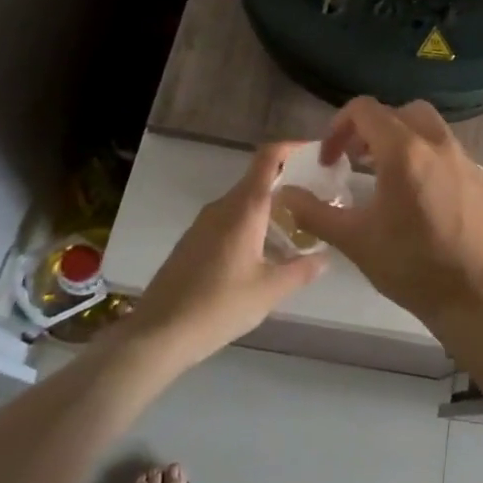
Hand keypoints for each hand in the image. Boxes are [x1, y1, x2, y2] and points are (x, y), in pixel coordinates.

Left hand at [131, 143, 327, 367]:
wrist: (157, 334)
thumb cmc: (218, 306)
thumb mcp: (269, 291)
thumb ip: (302, 270)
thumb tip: (325, 257)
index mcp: (244, 208)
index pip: (268, 157)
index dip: (292, 147)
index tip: (316, 154)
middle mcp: (222, 206)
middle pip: (258, 180)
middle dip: (288, 185)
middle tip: (316, 202)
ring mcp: (203, 223)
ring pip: (243, 203)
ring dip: (269, 209)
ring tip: (295, 231)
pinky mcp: (192, 241)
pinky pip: (228, 220)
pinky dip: (250, 225)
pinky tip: (262, 254)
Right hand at [277, 98, 482, 331]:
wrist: (475, 294)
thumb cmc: (411, 266)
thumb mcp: (355, 240)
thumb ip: (315, 212)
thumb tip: (285, 193)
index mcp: (404, 151)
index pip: (365, 110)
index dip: (338, 127)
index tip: (329, 160)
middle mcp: (436, 142)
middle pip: (398, 111)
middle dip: (371, 127)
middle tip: (355, 159)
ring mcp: (461, 156)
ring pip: (426, 124)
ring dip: (399, 136)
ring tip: (382, 172)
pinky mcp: (476, 174)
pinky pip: (444, 145)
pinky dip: (423, 151)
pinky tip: (414, 190)